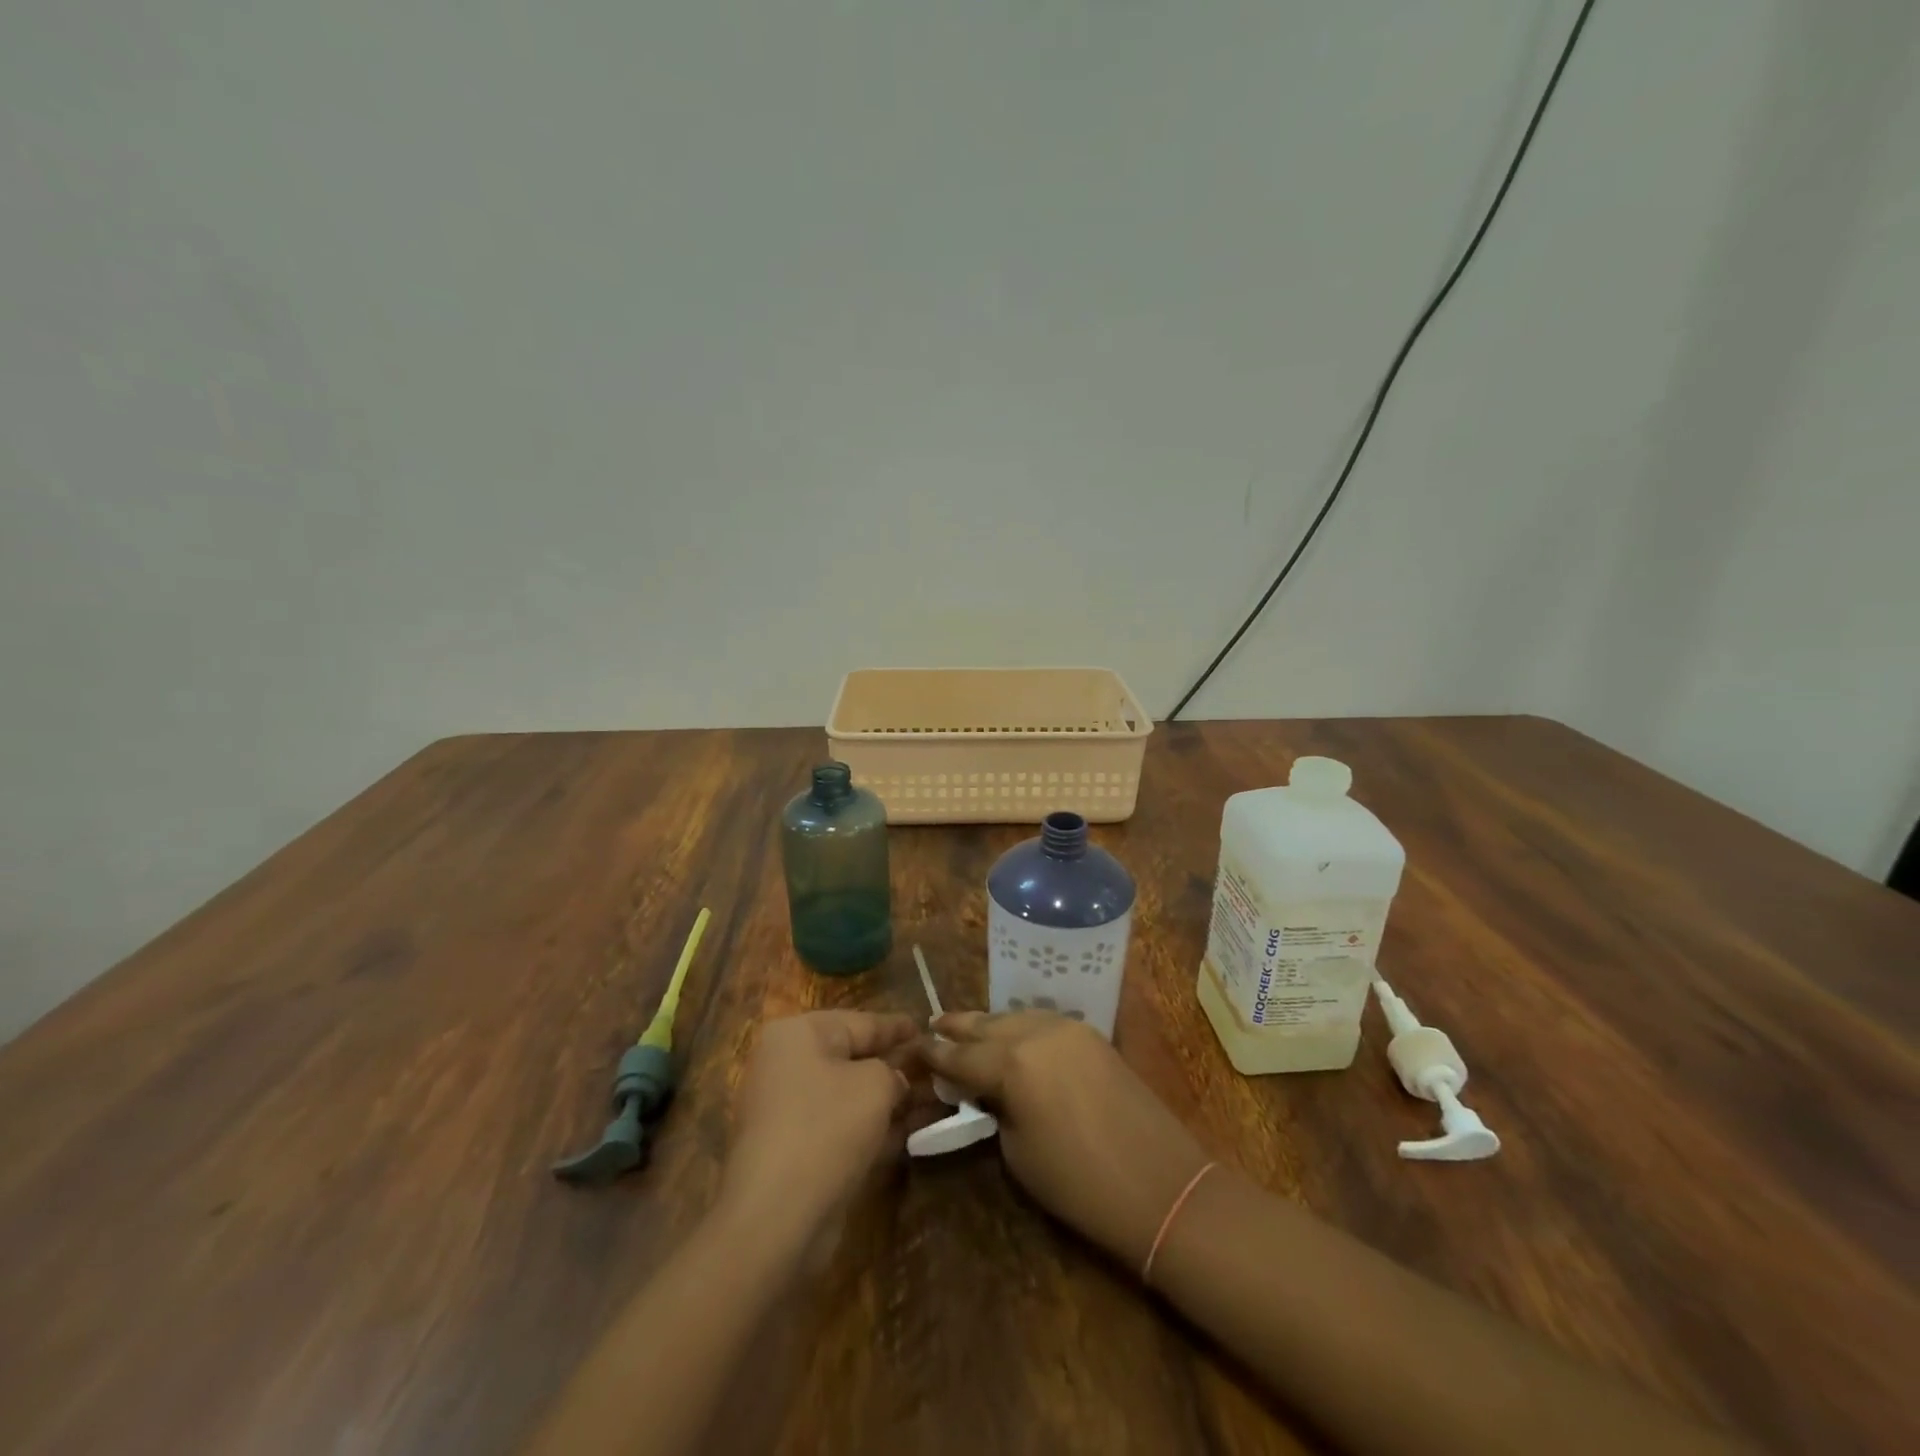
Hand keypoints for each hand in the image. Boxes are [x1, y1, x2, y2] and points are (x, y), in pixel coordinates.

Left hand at [719, 1010, 916, 1245]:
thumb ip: (893, 1072)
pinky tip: (912, 1132)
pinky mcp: (795, 1151)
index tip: (928, 1027)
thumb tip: (896, 1081)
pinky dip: (874, 1127)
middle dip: (896, 1065)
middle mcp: (787, 1065)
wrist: (776, 1218)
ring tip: (934, 1099)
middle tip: (935, 1066)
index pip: (860, 1022)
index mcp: (798, 1035)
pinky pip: (843, 1126)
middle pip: (853, 1058)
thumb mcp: (874, 1085)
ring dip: (890, 1099)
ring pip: (850, 1095)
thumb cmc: (826, 1128)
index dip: (896, 1026)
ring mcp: (788, 1110)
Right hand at [919, 1012, 1209, 1268]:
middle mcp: (1036, 1032)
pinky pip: (1043, 1021)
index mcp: (1012, 1063)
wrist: (1161, 1186)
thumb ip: (993, 1109)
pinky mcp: (1092, 1035)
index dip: (935, 1055)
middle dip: (958, 1026)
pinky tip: (1011, 1035)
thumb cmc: (1079, 1184)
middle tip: (933, 1024)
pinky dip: (1020, 1025)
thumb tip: (983, 1092)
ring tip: (967, 1028)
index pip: (960, 1055)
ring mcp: (1068, 1028)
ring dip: (990, 1023)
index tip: (913, 1049)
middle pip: (987, 1024)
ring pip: (1016, 1016)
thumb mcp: (1018, 1152)